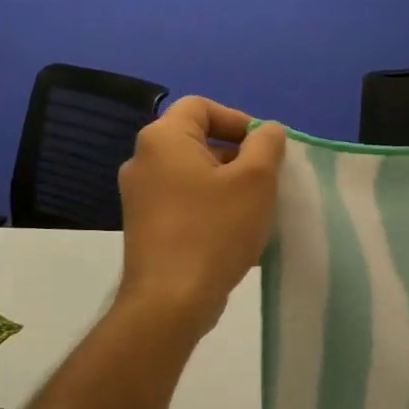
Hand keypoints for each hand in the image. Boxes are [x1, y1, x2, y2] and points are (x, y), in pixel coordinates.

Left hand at [115, 97, 285, 335]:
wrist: (170, 301)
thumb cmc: (215, 230)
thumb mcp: (256, 180)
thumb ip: (266, 144)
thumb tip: (267, 130)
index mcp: (163, 139)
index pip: (202, 107)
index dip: (238, 120)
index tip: (265, 148)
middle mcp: (143, 161)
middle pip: (197, 140)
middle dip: (238, 155)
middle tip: (268, 180)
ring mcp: (140, 197)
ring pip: (193, 175)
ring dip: (228, 184)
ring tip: (257, 210)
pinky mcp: (146, 227)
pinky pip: (185, 202)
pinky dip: (211, 207)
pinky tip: (236, 234)